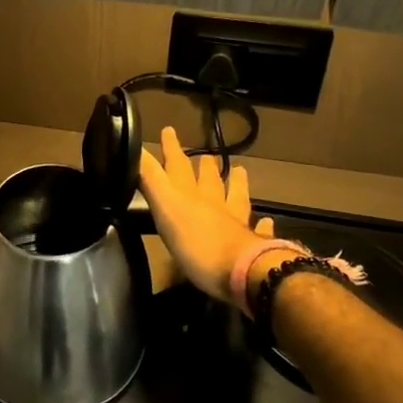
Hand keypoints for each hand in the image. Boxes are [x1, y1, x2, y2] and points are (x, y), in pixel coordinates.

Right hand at [137, 127, 274, 305]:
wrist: (243, 272)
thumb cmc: (197, 244)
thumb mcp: (165, 208)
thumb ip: (151, 179)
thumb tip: (135, 148)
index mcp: (190, 196)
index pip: (178, 166)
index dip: (171, 149)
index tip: (169, 130)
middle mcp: (214, 205)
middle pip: (209, 180)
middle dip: (204, 166)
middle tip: (205, 155)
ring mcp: (237, 224)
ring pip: (236, 197)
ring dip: (236, 184)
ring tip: (239, 171)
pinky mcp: (254, 245)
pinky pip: (259, 230)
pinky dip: (261, 224)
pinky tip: (266, 221)